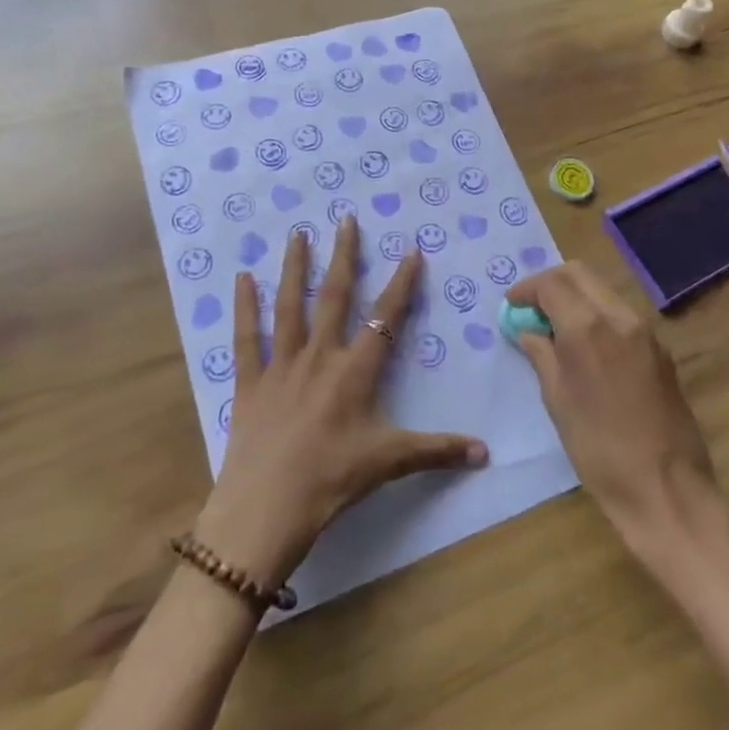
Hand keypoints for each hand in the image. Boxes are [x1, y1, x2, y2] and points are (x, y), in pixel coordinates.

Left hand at [193, 217, 488, 592]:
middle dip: (344, 256)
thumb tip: (486, 453)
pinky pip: (246, 338)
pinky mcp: (249, 382)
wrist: (265, 510)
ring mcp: (281, 366)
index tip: (411, 250)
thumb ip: (437, 451)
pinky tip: (242, 277)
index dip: (402, 283)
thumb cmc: (331, 482)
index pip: (385, 318)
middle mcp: (319, 356)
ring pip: (290, 305)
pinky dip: (244, 307)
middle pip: (335, 296)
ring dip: (295, 268)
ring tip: (297, 233)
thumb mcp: (389, 463)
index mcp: (355, 371)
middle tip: (346, 219)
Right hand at [507, 261, 718, 544]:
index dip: (527, 289)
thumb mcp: (558, 402)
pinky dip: (596, 313)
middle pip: (580, 274)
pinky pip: (620, 313)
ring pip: (602, 290)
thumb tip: (529, 330)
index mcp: (588, 328)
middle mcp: (619, 318)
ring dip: (575, 296)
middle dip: (551, 283)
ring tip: (554, 326)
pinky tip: (584, 343)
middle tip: (531, 307)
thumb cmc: (600, 451)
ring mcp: (645, 331)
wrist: (668, 490)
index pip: (552, 284)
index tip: (512, 304)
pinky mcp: (660, 349)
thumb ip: (542, 356)